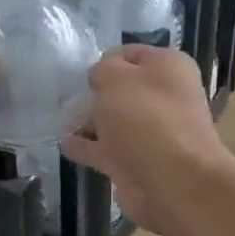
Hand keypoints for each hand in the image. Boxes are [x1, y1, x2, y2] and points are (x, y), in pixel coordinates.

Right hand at [61, 46, 234, 233]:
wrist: (172, 181)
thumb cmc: (146, 117)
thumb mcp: (116, 77)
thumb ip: (102, 70)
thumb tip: (100, 78)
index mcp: (168, 69)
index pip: (131, 54)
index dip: (106, 60)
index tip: (83, 71)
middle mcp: (164, 98)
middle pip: (123, 90)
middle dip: (97, 93)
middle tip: (67, 96)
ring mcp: (151, 134)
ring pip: (114, 122)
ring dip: (90, 121)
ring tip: (62, 120)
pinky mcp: (137, 164)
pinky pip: (105, 150)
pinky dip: (86, 146)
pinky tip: (65, 144)